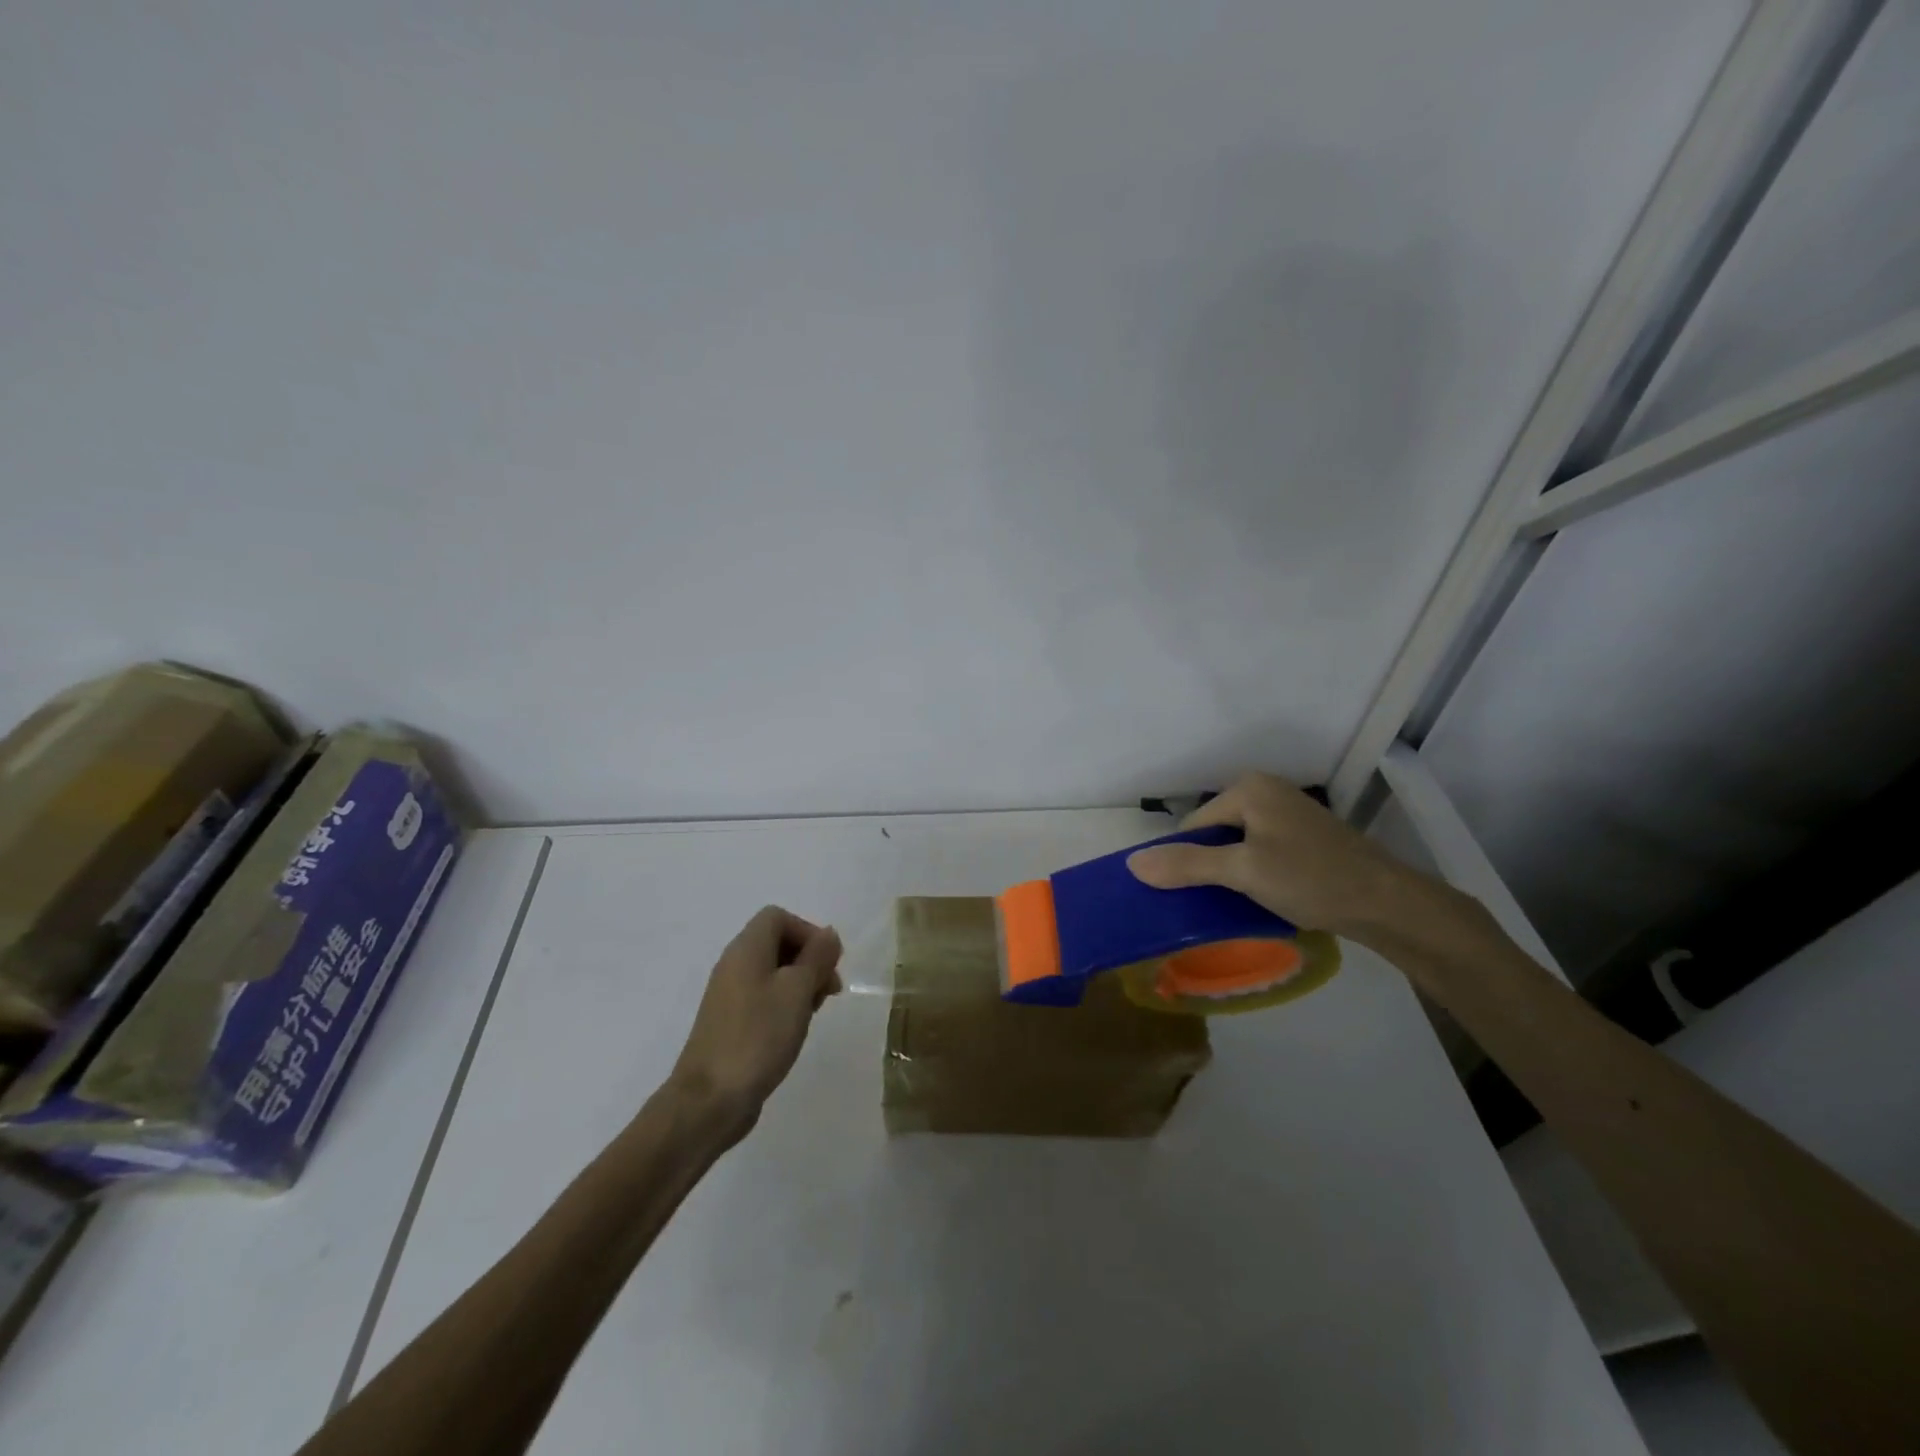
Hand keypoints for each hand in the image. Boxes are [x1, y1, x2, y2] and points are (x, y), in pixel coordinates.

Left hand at [669, 906, 841, 1133]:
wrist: (709, 1100)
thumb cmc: (758, 1036)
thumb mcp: (797, 991)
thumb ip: (817, 957)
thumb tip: (829, 934)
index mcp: (746, 949)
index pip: (778, 917)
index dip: (807, 932)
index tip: (827, 963)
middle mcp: (734, 965)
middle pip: (777, 943)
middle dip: (809, 960)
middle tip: (829, 990)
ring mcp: (729, 995)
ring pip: (773, 972)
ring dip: (800, 984)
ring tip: (815, 1012)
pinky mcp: (730, 1023)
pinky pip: (763, 998)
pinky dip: (785, 1005)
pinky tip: (795, 1030)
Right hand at [1126, 772, 1433, 940]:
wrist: (1388, 904)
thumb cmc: (1311, 879)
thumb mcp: (1243, 872)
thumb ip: (1187, 865)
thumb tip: (1132, 864)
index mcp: (1248, 789)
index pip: (1193, 826)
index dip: (1186, 862)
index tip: (1190, 898)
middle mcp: (1266, 792)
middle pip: (1214, 834)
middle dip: (1210, 868)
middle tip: (1215, 904)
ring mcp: (1287, 814)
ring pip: (1238, 846)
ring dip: (1232, 875)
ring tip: (1237, 905)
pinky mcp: (1304, 837)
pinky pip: (1260, 852)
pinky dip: (1255, 875)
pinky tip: (1263, 899)